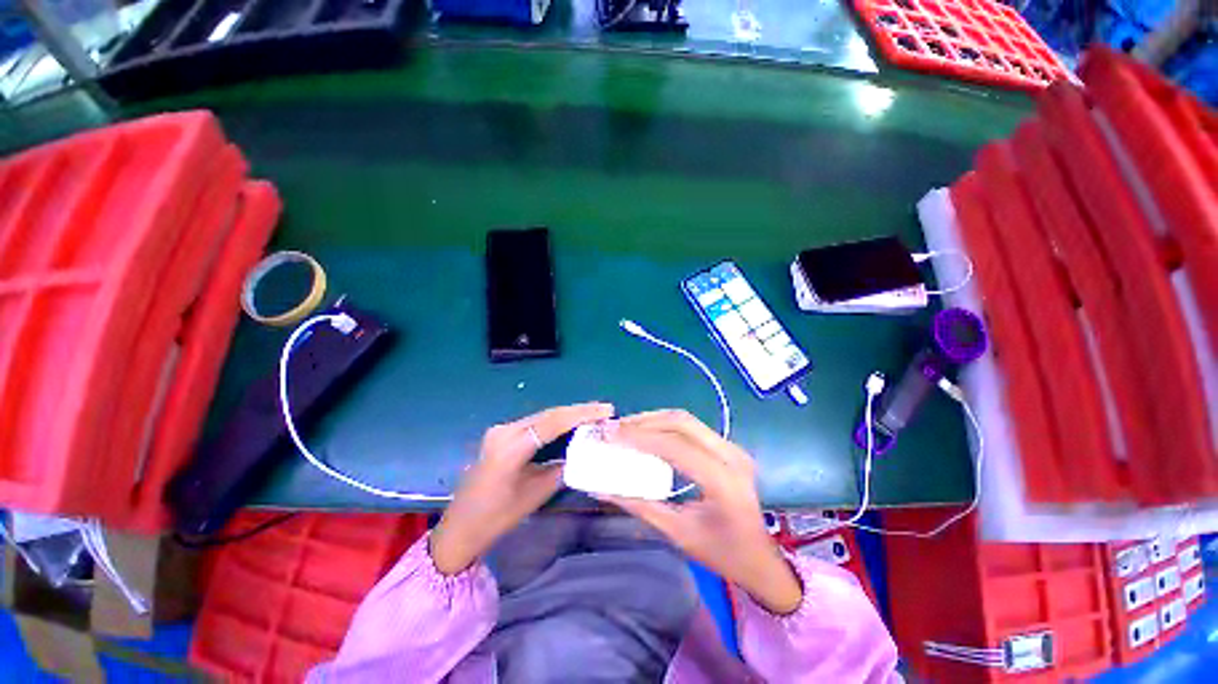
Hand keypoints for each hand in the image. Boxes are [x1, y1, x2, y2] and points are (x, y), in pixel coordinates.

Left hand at [430, 402, 614, 574]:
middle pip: (549, 414)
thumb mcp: (536, 493)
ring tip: (594, 414)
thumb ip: (561, 468)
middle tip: (604, 409)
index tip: (606, 410)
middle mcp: (505, 430)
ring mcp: (501, 430)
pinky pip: (534, 423)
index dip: (582, 414)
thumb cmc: (497, 516)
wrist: (461, 526)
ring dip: (568, 414)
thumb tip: (584, 451)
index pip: (553, 422)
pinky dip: (555, 421)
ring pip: (542, 416)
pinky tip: (570, 422)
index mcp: (511, 446)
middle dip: (579, 410)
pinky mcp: (501, 434)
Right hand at [602, 410, 802, 614]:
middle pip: (682, 423)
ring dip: (654, 420)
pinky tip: (648, 432)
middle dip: (645, 422)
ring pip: (687, 421)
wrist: (761, 559)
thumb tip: (603, 488)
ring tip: (627, 427)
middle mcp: (731, 456)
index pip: (675, 446)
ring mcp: (733, 448)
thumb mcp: (677, 533)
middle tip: (616, 428)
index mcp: (723, 480)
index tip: (610, 435)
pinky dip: (666, 426)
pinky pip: (693, 428)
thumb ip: (639, 506)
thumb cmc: (722, 554)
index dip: (640, 437)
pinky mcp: (729, 448)